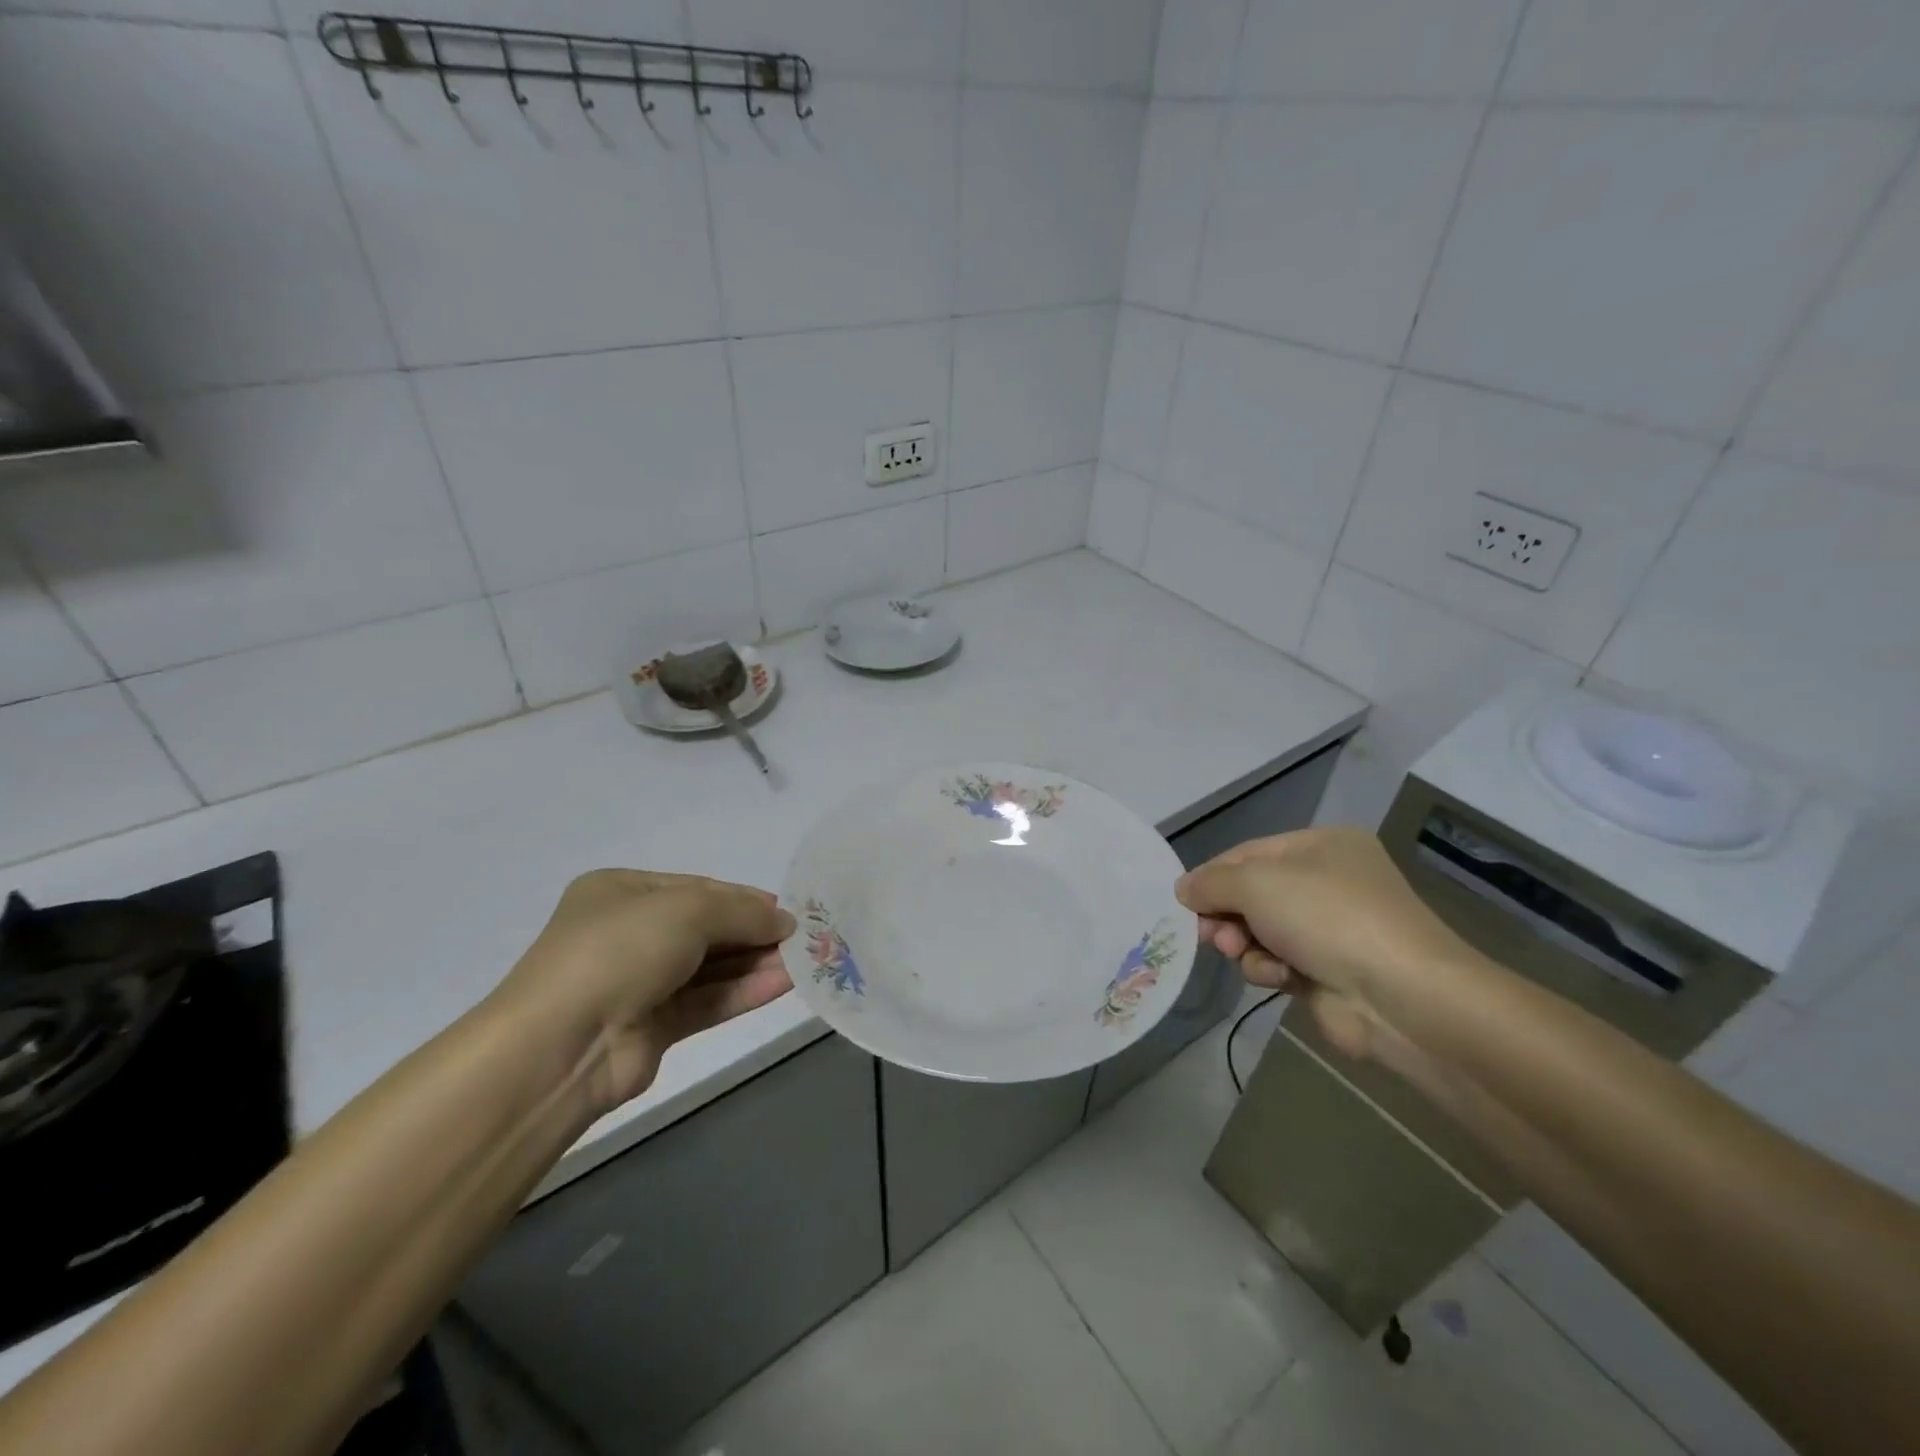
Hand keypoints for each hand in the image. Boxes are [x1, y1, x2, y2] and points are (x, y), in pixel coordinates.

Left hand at [491, 871, 794, 1112]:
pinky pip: (707, 1000)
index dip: (744, 899)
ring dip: (755, 963)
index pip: (698, 889)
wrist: (560, 1046)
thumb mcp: (688, 911)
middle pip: (707, 928)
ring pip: (710, 967)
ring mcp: (639, 982)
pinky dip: (744, 990)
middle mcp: (630, 933)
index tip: (787, 910)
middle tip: (802, 938)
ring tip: (803, 961)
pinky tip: (783, 983)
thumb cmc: (620, 951)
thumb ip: (743, 913)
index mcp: (622, 892)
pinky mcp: (652, 1026)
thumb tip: (786, 921)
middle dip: (754, 932)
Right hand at [1175, 828, 1471, 1065]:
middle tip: (1210, 935)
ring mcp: (1332, 929)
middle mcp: (1329, 882)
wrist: (1401, 996)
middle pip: (1252, 894)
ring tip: (1244, 955)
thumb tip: (1184, 889)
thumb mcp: (1255, 883)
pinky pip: (1279, 962)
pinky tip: (1279, 977)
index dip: (1212, 876)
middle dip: (1226, 915)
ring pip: (1260, 931)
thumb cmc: (1325, 917)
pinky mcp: (1329, 971)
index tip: (1184, 902)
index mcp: (1322, 845)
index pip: (1248, 853)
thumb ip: (1211, 882)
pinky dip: (1270, 969)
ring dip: (1245, 945)